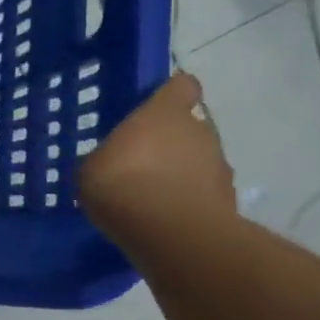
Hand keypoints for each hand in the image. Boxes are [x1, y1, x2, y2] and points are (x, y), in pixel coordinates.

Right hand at [78, 72, 235, 242]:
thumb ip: (107, 158)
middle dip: (172, 141)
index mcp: (164, 114)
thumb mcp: (91, 168)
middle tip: (143, 162)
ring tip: (153, 195)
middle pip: (191, 127)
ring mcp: (220, 166)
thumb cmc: (121, 183)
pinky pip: (204, 192)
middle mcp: (199, 131)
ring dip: (182, 172)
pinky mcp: (228, 200)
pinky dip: (189, 200)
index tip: (158, 105)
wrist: (169, 232)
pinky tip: (165, 217)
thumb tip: (112, 162)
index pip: (181, 86)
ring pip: (201, 160)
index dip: (172, 94)